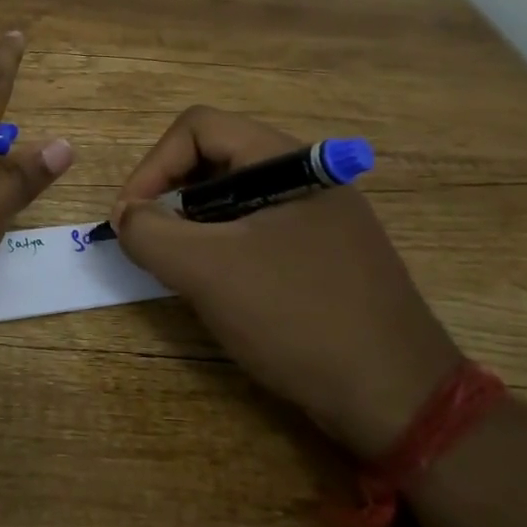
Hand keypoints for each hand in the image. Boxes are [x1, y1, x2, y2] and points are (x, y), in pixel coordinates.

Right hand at [112, 107, 462, 458]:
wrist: (399, 398)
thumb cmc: (298, 317)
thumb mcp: (208, 271)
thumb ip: (150, 233)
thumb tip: (127, 216)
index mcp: (286, 160)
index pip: (197, 128)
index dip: (152, 166)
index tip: (129, 219)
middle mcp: (305, 176)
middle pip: (214, 158)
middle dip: (170, 195)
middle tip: (152, 244)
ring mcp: (319, 217)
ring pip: (234, 198)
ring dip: (194, 226)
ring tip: (183, 270)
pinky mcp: (323, 254)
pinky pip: (257, 231)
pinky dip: (224, 248)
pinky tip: (223, 290)